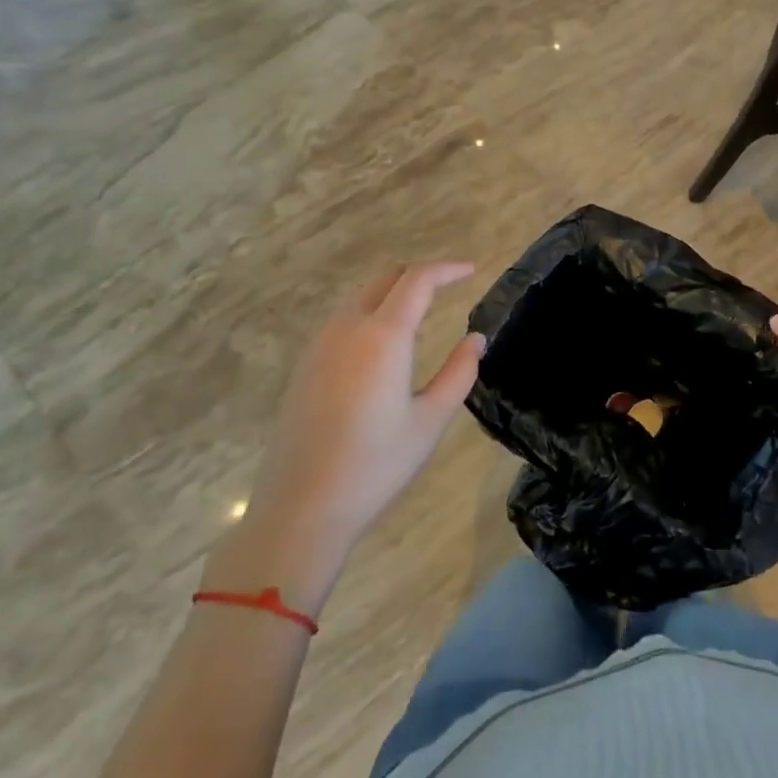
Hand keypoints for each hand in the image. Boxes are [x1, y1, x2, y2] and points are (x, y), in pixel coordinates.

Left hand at [209, 263, 483, 610]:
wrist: (302, 508)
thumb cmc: (376, 465)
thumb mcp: (430, 420)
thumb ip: (459, 372)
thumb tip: (475, 339)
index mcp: (383, 336)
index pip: (418, 280)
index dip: (447, 270)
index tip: (471, 271)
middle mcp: (348, 328)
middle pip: (385, 279)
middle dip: (418, 276)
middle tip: (448, 290)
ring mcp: (320, 346)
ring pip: (360, 298)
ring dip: (392, 296)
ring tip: (419, 320)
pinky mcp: (305, 366)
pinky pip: (342, 322)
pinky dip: (369, 316)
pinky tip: (382, 350)